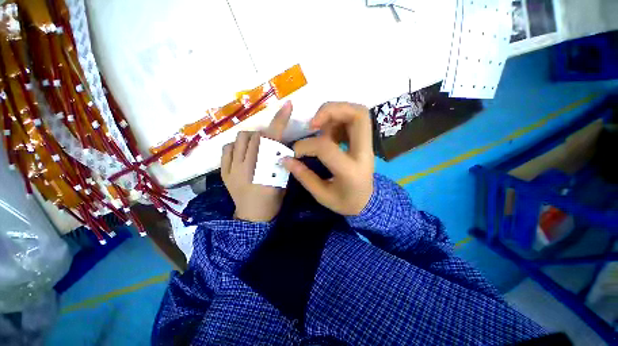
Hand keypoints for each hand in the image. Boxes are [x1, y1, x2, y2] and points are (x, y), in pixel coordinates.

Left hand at [221, 101, 292, 221]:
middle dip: (264, 134)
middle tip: (268, 143)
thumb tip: (279, 144)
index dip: (280, 121)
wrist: (253, 217)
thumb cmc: (273, 200)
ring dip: (250, 139)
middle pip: (255, 136)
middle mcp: (247, 168)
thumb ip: (282, 161)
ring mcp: (232, 170)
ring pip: (239, 140)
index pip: (273, 140)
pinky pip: (227, 149)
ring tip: (254, 148)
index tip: (286, 105)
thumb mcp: (284, 181)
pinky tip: (242, 154)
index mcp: (267, 172)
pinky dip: (236, 147)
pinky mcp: (224, 173)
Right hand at [282, 102, 373, 215]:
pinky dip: (338, 119)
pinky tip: (328, 132)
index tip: (295, 151)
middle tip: (313, 123)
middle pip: (358, 115)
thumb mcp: (322, 195)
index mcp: (351, 171)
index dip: (306, 145)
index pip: (327, 147)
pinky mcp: (365, 142)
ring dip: (334, 113)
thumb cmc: (345, 202)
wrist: (367, 203)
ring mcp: (367, 145)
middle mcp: (364, 153)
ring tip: (319, 127)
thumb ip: (304, 176)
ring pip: (357, 112)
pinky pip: (354, 119)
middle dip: (331, 110)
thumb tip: (286, 159)